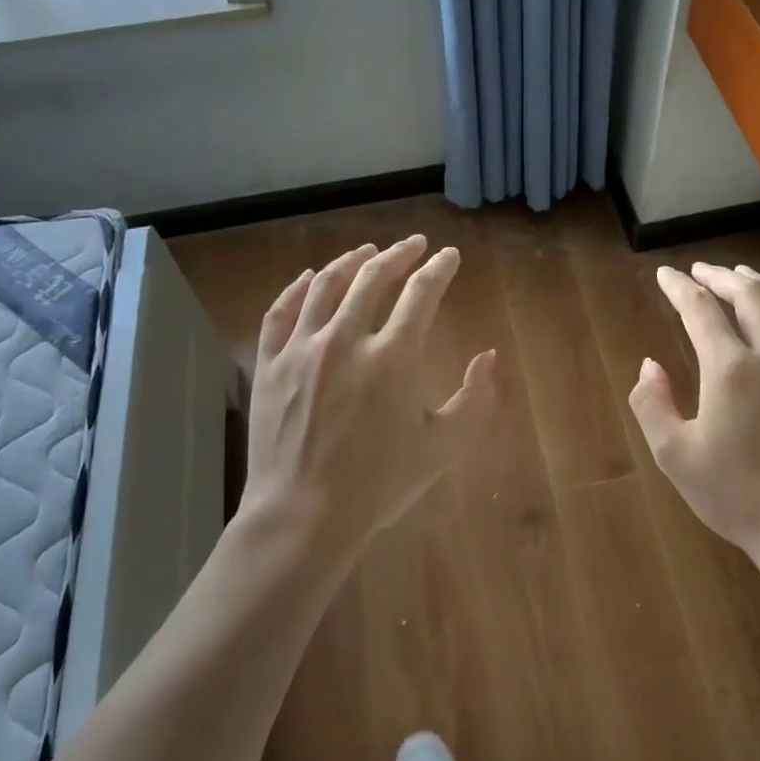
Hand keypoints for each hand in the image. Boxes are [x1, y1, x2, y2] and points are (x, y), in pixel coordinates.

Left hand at [242, 235, 497, 549]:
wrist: (304, 515)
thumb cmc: (379, 484)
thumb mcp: (443, 447)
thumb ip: (475, 399)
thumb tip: (489, 356)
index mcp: (394, 356)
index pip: (421, 292)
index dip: (439, 268)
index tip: (448, 256)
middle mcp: (346, 339)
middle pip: (373, 276)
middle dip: (399, 253)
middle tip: (413, 245)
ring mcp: (302, 348)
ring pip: (325, 285)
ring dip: (350, 261)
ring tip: (366, 250)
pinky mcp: (270, 364)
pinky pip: (281, 311)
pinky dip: (297, 287)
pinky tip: (308, 277)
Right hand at [629, 263, 759, 562]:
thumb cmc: (737, 496)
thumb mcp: (675, 456)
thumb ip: (652, 404)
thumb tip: (649, 365)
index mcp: (731, 370)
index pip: (700, 310)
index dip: (679, 287)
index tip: (664, 274)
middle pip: (749, 296)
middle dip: (720, 276)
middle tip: (700, 271)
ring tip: (741, 275)